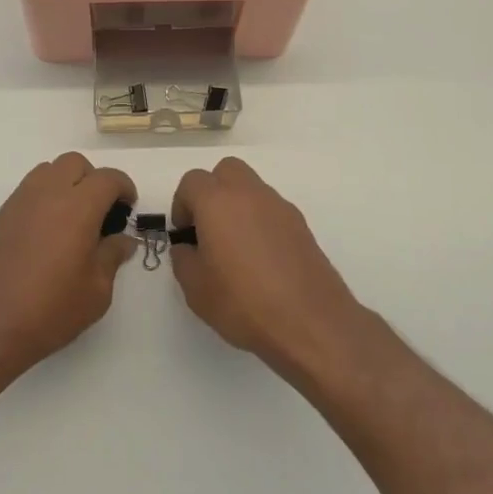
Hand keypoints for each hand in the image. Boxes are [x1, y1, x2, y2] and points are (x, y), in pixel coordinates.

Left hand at [0, 153, 136, 387]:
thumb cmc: (50, 309)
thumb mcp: (97, 291)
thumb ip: (112, 256)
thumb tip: (123, 240)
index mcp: (78, 206)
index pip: (107, 178)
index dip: (124, 187)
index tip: (128, 207)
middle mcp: (48, 193)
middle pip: (74, 163)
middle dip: (93, 179)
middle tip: (101, 210)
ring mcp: (20, 202)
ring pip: (48, 171)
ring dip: (65, 183)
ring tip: (72, 218)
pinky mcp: (0, 216)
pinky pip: (28, 190)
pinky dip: (44, 197)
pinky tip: (47, 231)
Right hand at [169, 158, 369, 383]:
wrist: (310, 322)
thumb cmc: (243, 302)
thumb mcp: (196, 289)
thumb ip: (183, 259)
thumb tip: (188, 247)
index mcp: (218, 202)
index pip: (192, 181)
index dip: (182, 204)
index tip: (185, 234)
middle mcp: (250, 194)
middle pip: (226, 171)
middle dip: (212, 191)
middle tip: (208, 228)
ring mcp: (280, 207)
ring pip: (252, 188)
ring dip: (238, 205)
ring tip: (236, 248)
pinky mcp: (302, 225)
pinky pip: (272, 210)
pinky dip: (261, 222)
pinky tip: (262, 259)